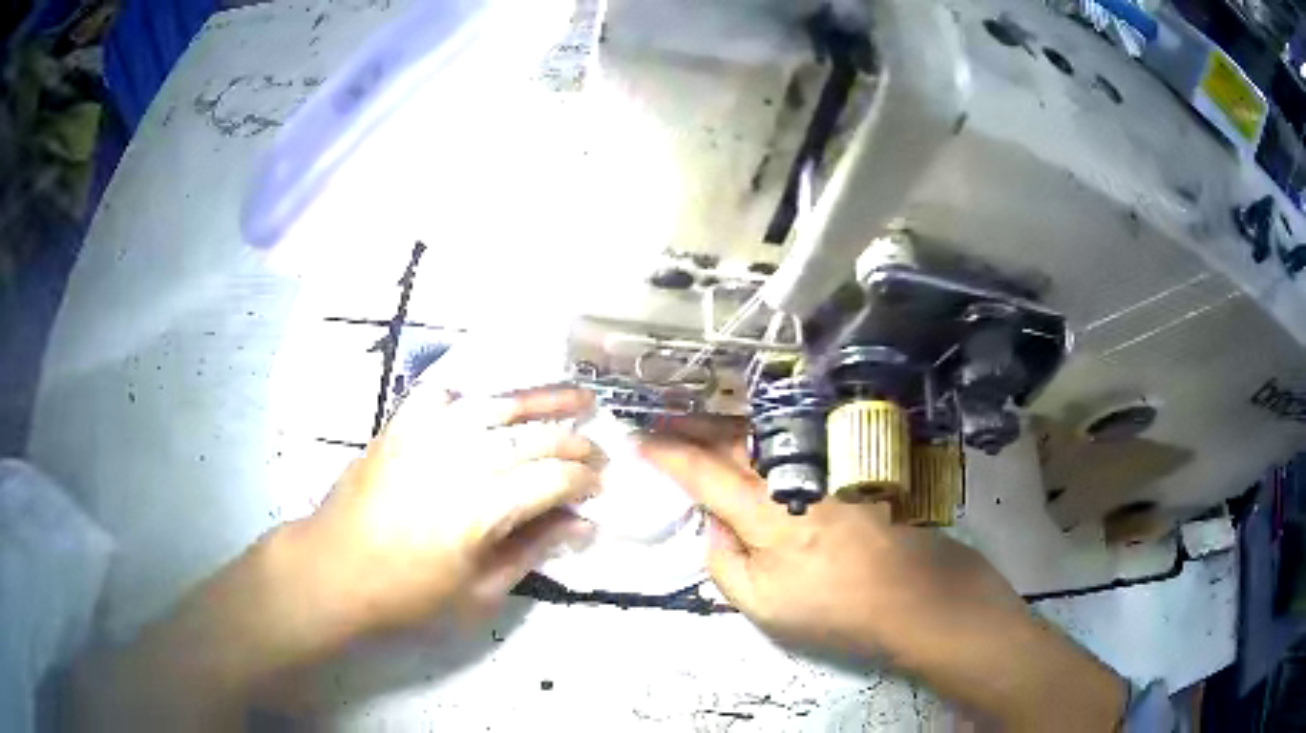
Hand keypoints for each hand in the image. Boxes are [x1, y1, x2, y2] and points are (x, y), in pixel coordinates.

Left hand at [290, 385, 601, 639]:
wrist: (335, 567)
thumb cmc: (408, 593)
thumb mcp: (479, 591)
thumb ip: (533, 551)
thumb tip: (581, 526)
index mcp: (482, 505)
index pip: (553, 478)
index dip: (585, 480)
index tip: (602, 487)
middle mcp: (460, 457)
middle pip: (535, 436)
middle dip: (576, 443)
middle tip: (599, 452)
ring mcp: (428, 432)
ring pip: (499, 404)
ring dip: (544, 399)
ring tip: (579, 396)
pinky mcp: (402, 423)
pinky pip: (447, 394)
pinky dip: (476, 395)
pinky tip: (494, 402)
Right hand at [639, 420, 1014, 659]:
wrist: (913, 593)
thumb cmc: (835, 609)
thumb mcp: (764, 607)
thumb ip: (725, 564)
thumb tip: (712, 525)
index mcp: (766, 514)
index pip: (704, 474)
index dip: (667, 455)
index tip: (638, 442)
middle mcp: (793, 477)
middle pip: (731, 440)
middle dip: (690, 426)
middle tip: (659, 420)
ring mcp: (824, 465)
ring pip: (762, 434)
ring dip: (723, 423)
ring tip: (694, 421)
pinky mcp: (845, 465)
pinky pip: (793, 439)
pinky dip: (761, 432)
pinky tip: (752, 433)